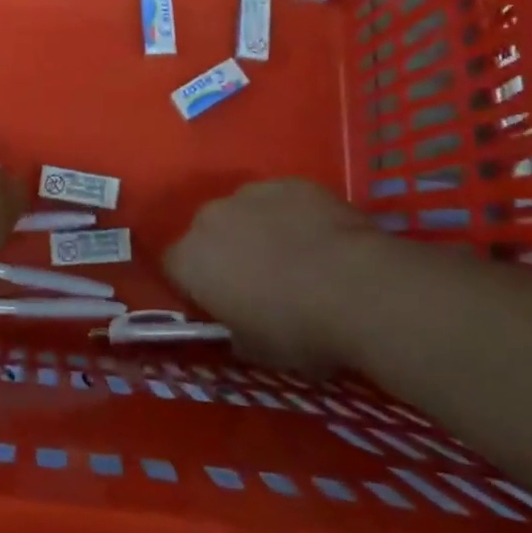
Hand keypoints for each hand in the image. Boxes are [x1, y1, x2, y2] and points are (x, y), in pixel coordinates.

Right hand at [165, 179, 377, 372]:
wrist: (358, 287)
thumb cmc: (297, 328)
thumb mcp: (257, 350)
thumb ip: (234, 330)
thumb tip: (237, 325)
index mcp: (191, 259)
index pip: (173, 267)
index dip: (193, 286)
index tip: (218, 304)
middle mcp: (210, 216)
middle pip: (207, 233)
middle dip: (225, 253)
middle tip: (258, 282)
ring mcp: (251, 192)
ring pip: (244, 212)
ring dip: (258, 231)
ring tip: (295, 259)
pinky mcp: (290, 182)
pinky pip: (282, 201)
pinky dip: (293, 217)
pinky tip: (320, 241)